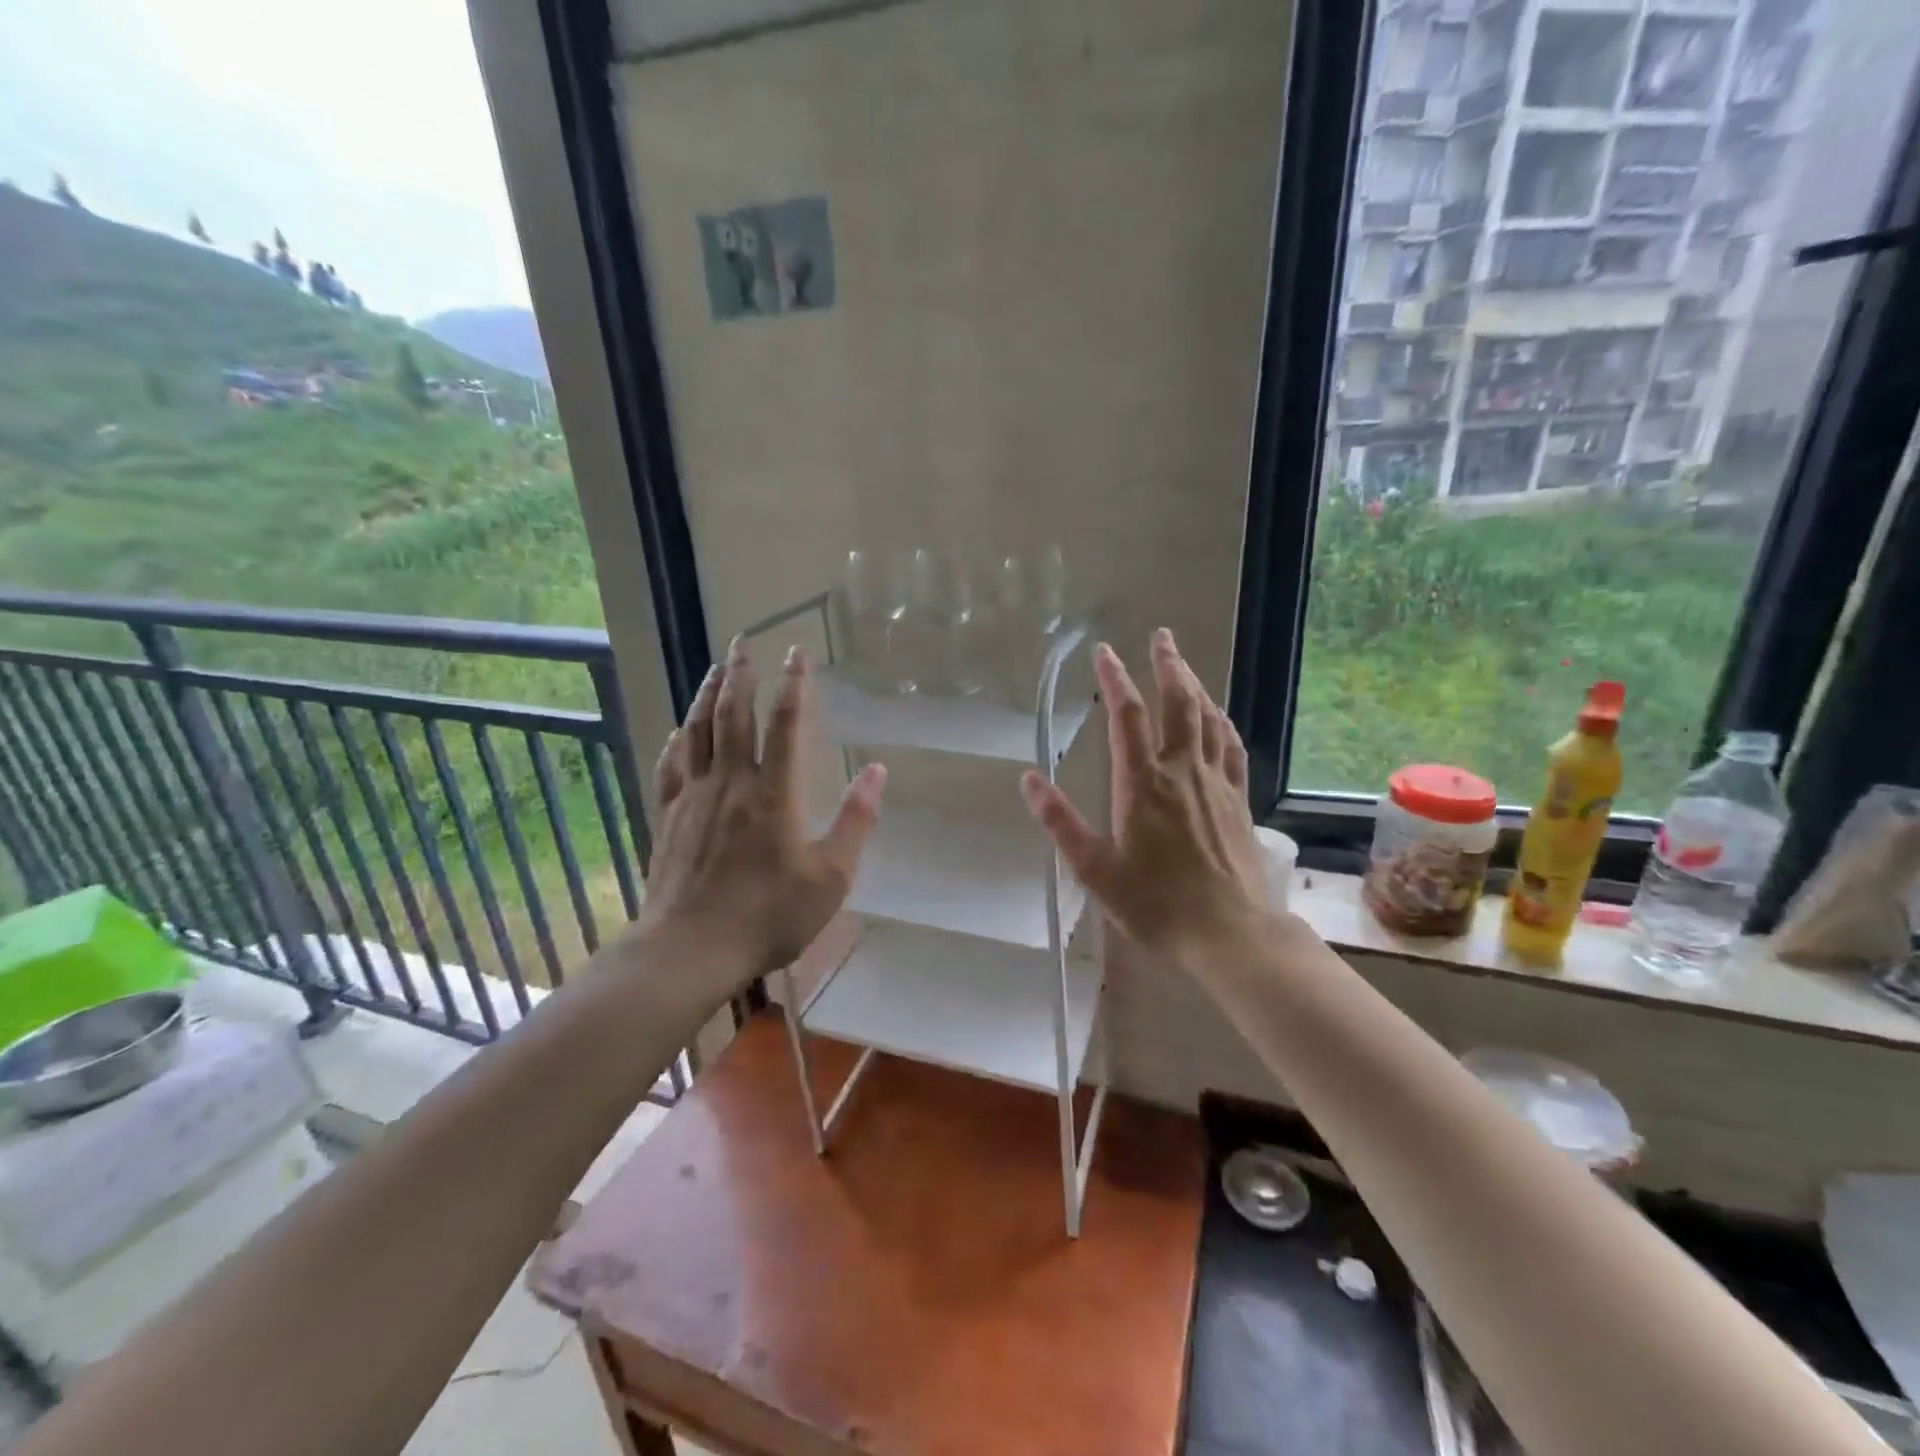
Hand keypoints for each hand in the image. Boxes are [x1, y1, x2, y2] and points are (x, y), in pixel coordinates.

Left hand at [639, 638, 885, 985]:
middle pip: (734, 715)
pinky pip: (672, 765)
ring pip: (698, 732)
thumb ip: (856, 821)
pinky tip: (680, 730)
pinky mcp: (669, 817)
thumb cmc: (768, 916)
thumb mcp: (831, 877)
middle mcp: (732, 783)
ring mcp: (694, 798)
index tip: (796, 653)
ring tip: (715, 669)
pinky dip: (679, 739)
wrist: (690, 949)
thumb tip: (878, 772)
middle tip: (742, 643)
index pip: (786, 724)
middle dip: (740, 675)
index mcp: (775, 794)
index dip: (794, 685)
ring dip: (708, 695)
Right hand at [1021, 630, 1267, 971]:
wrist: (1228, 932)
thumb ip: (1061, 822)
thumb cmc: (1154, 903)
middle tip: (1161, 636)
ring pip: (1207, 718)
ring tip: (1183, 664)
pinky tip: (1217, 716)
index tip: (1104, 651)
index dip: (1114, 679)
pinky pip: (1231, 747)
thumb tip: (1028, 779)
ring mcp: (1215, 782)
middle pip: (1178, 703)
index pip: (1127, 716)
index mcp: (1141, 784)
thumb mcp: (1095, 869)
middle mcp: (1180, 771)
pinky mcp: (1237, 799)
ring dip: (1194, 685)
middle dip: (1168, 665)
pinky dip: (1221, 722)